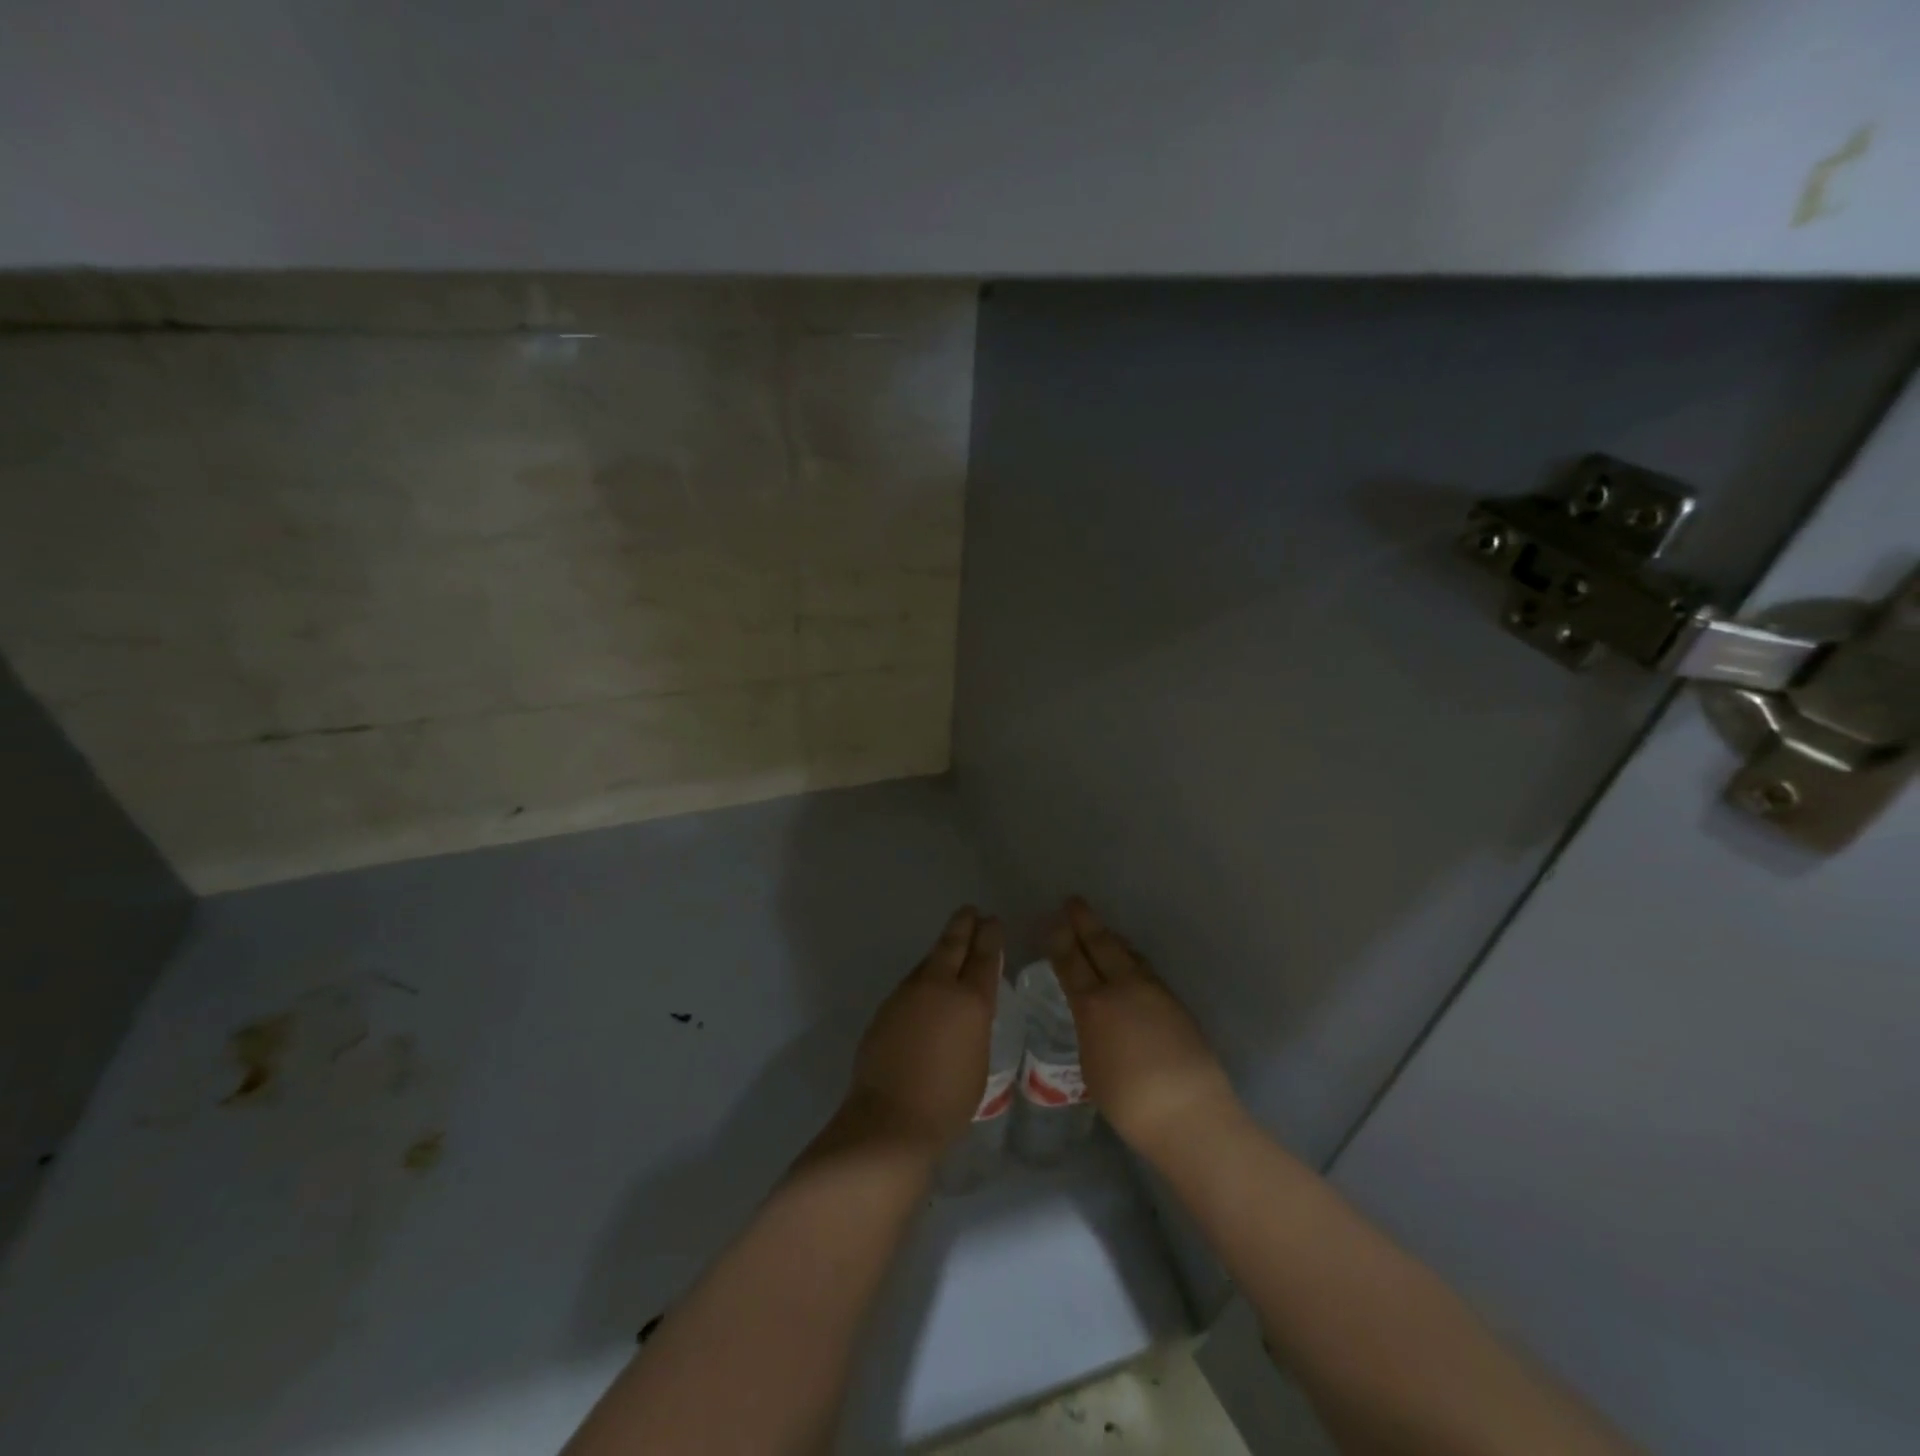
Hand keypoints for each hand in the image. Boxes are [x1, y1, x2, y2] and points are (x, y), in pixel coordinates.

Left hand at [843, 907, 1004, 1153]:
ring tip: (952, 942)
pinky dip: (924, 975)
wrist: (890, 1119)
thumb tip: (966, 1009)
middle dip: (964, 925)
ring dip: (942, 949)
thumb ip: (975, 1025)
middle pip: (953, 945)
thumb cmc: (948, 1101)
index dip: (990, 936)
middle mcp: (938, 987)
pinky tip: (926, 984)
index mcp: (970, 1001)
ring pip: (928, 961)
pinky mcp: (886, 1007)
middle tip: (971, 911)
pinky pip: (911, 982)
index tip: (992, 921)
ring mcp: (907, 994)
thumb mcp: (978, 1060)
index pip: (984, 957)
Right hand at [1048, 897, 1238, 1163]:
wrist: (1189, 1112)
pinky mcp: (1175, 1003)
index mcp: (1094, 1005)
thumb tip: (1095, 1017)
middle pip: (1101, 945)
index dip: (1059, 940)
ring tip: (1102, 930)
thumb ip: (1090, 1031)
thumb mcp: (1092, 1066)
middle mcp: (1123, 988)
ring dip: (1111, 939)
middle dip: (1085, 922)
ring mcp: (1153, 992)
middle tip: (1074, 902)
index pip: (1070, 963)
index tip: (1051, 920)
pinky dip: (1132, 958)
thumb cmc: (1128, 1101)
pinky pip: (1146, 969)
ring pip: (1128, 954)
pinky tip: (1131, 964)